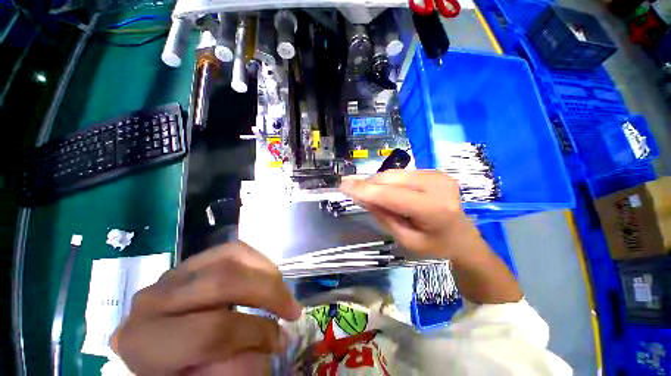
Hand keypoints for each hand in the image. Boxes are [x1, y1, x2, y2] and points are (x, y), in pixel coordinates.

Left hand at [111, 242, 301, 374]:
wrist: (152, 348)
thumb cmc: (174, 370)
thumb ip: (235, 369)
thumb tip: (271, 345)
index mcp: (148, 342)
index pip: (212, 331)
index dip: (255, 334)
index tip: (279, 342)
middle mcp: (154, 299)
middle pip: (223, 282)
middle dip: (268, 292)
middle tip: (292, 308)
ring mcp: (173, 273)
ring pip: (230, 256)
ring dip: (266, 271)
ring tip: (281, 289)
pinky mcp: (192, 261)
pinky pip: (231, 249)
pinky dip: (256, 259)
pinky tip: (266, 273)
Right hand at [341, 170, 522, 303]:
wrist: (463, 238)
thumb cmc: (435, 247)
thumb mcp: (405, 239)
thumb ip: (383, 215)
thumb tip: (362, 196)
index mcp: (434, 209)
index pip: (390, 195)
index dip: (364, 189)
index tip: (343, 186)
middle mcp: (437, 185)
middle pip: (390, 178)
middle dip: (369, 184)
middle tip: (354, 192)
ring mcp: (437, 174)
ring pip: (394, 173)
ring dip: (378, 183)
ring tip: (372, 195)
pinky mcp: (434, 171)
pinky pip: (401, 173)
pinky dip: (389, 181)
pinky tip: (389, 192)